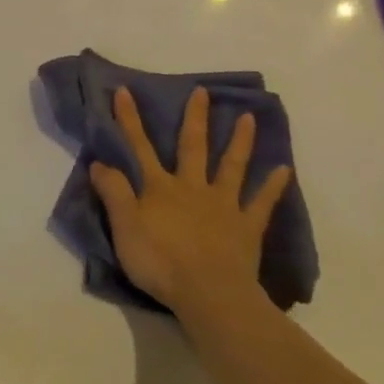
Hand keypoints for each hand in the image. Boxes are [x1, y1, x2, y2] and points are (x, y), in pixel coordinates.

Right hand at [89, 86, 290, 316]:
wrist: (208, 293)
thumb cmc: (160, 261)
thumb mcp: (124, 227)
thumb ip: (113, 193)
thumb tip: (99, 162)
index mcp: (159, 188)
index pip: (139, 147)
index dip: (129, 119)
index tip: (124, 91)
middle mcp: (192, 187)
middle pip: (192, 147)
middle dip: (195, 118)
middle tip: (202, 92)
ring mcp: (223, 204)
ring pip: (232, 167)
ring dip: (239, 141)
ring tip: (249, 118)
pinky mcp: (247, 226)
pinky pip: (262, 203)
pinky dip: (273, 186)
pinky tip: (284, 170)